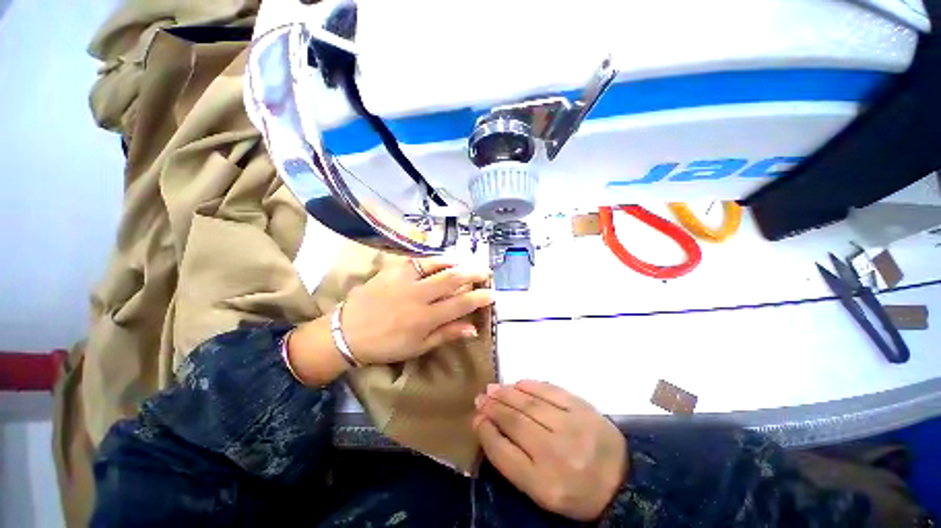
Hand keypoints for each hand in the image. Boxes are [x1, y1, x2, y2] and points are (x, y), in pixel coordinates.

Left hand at [341, 257, 492, 364]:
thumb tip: (473, 328)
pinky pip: (418, 260)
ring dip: (458, 262)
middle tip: (486, 272)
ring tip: (469, 262)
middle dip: (474, 274)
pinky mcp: (393, 270)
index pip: (461, 304)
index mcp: (426, 318)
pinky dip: (434, 258)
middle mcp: (419, 296)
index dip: (480, 298)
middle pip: (453, 279)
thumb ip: (447, 335)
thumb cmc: (386, 345)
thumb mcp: (419, 347)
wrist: (348, 332)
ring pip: (438, 265)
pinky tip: (444, 259)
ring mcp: (405, 280)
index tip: (492, 294)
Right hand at [473, 381, 627, 521]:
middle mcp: (556, 454)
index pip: (503, 453)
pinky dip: (531, 385)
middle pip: (516, 422)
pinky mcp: (583, 409)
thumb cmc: (575, 491)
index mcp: (544, 484)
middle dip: (493, 407)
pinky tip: (518, 383)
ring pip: (530, 404)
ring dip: (508, 393)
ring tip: (493, 388)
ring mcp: (572, 427)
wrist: (621, 481)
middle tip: (480, 397)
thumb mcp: (541, 491)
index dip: (485, 432)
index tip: (476, 419)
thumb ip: (512, 461)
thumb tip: (488, 426)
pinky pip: (551, 391)